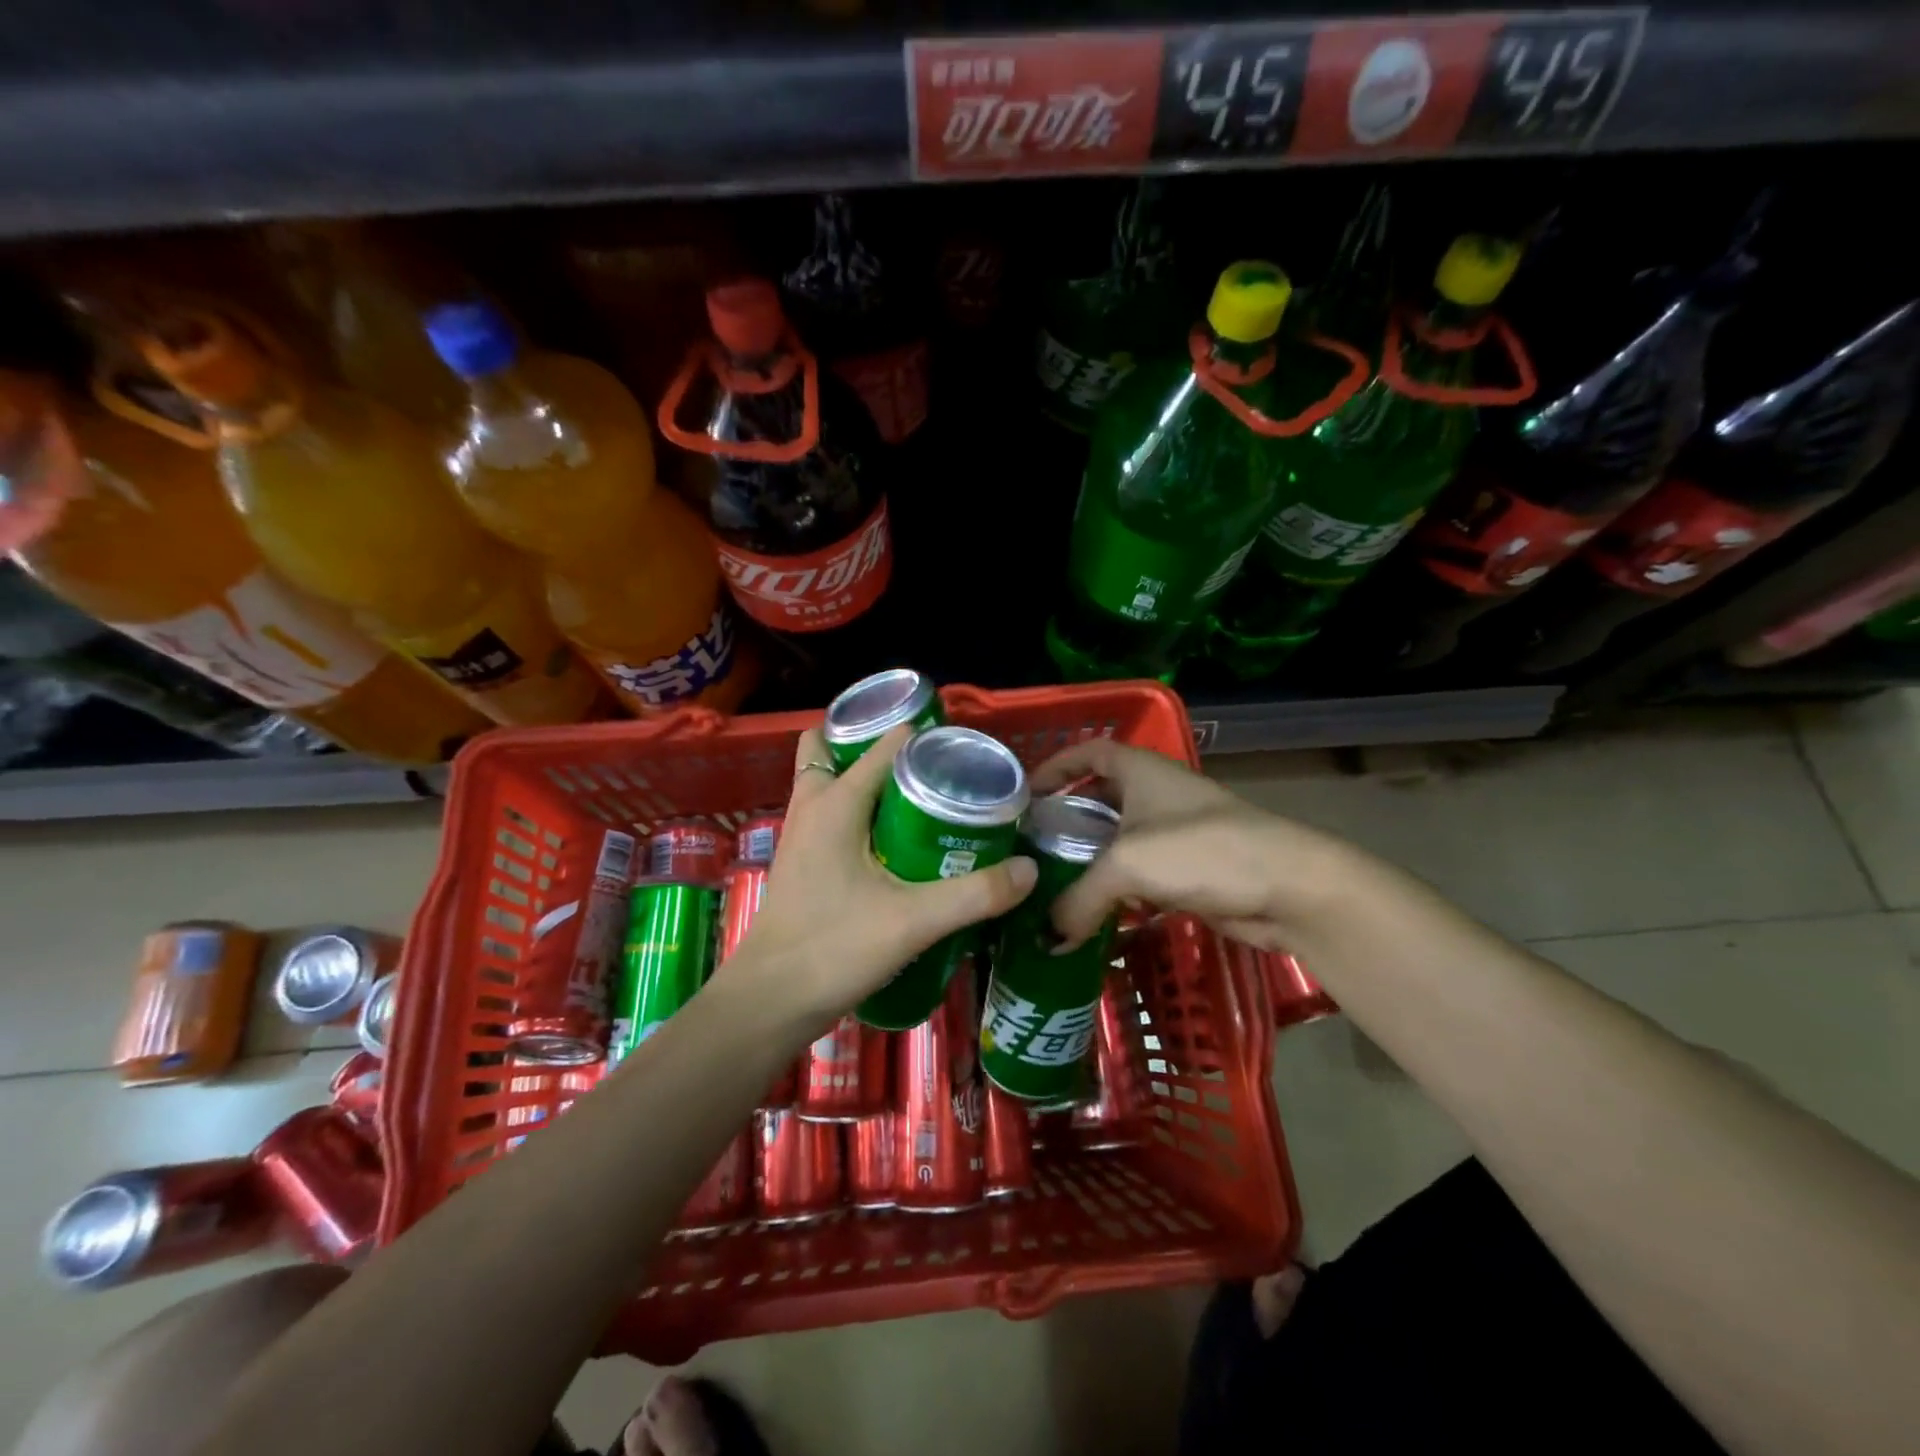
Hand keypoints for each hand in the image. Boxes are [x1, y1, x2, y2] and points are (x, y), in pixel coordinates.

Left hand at [723, 724, 1037, 1023]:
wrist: (768, 1002)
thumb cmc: (833, 949)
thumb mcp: (913, 921)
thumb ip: (975, 894)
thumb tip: (1030, 869)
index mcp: (835, 801)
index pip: (886, 743)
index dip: (927, 740)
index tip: (967, 757)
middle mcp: (813, 805)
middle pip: (842, 750)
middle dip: (886, 751)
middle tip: (936, 773)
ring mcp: (802, 834)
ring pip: (833, 782)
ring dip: (871, 783)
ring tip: (923, 802)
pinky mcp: (803, 861)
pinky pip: (833, 815)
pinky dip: (861, 813)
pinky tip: (897, 845)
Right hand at [1030, 737, 1358, 951]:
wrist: (1289, 887)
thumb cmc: (1202, 850)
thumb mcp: (1128, 865)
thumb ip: (1079, 899)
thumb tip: (1048, 939)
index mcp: (1142, 772)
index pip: (1091, 751)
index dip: (1057, 764)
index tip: (1026, 792)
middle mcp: (1156, 796)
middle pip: (1101, 800)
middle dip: (1067, 821)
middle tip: (1031, 849)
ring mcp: (1175, 835)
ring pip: (1119, 844)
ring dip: (1089, 863)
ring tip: (1051, 886)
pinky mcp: (1189, 872)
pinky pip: (1139, 878)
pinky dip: (1115, 892)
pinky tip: (1092, 915)